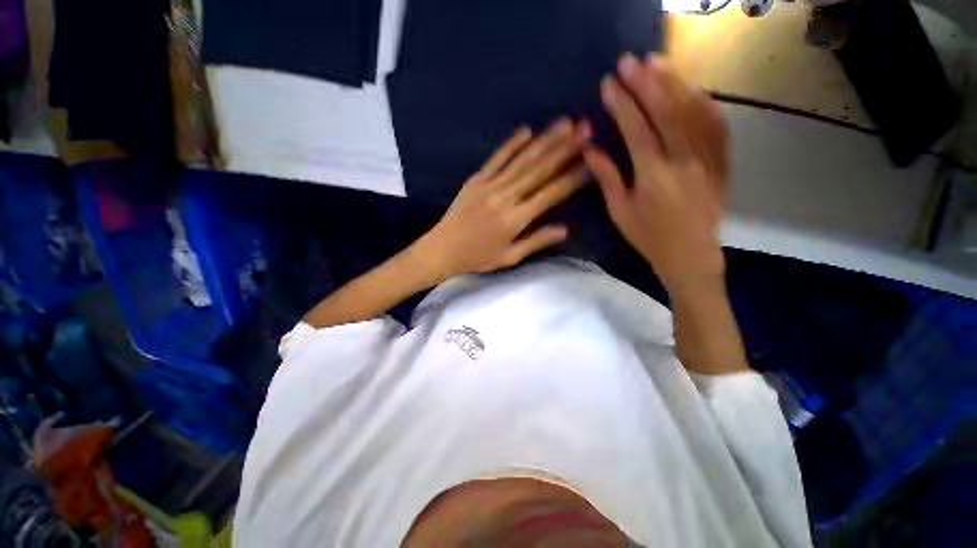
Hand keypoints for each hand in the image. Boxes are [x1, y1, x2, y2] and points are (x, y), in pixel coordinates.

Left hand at [416, 118, 590, 278]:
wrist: (442, 249)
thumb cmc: (477, 258)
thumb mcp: (509, 257)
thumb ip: (537, 241)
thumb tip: (565, 229)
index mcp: (516, 219)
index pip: (551, 193)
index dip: (573, 176)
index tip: (592, 160)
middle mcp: (506, 197)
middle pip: (540, 170)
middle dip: (565, 148)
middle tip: (585, 128)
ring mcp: (489, 185)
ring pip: (522, 160)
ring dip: (544, 140)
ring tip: (565, 123)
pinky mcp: (476, 180)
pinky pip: (496, 158)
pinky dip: (511, 144)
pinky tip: (526, 130)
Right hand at [585, 53, 728, 294]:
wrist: (690, 254)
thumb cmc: (647, 236)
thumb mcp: (619, 211)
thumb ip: (606, 177)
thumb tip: (588, 148)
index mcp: (653, 174)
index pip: (635, 128)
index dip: (621, 103)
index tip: (608, 83)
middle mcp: (683, 159)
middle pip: (665, 111)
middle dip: (645, 83)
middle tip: (629, 61)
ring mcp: (708, 158)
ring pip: (692, 110)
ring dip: (673, 83)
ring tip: (656, 63)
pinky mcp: (722, 161)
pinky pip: (716, 124)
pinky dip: (704, 102)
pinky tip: (693, 89)